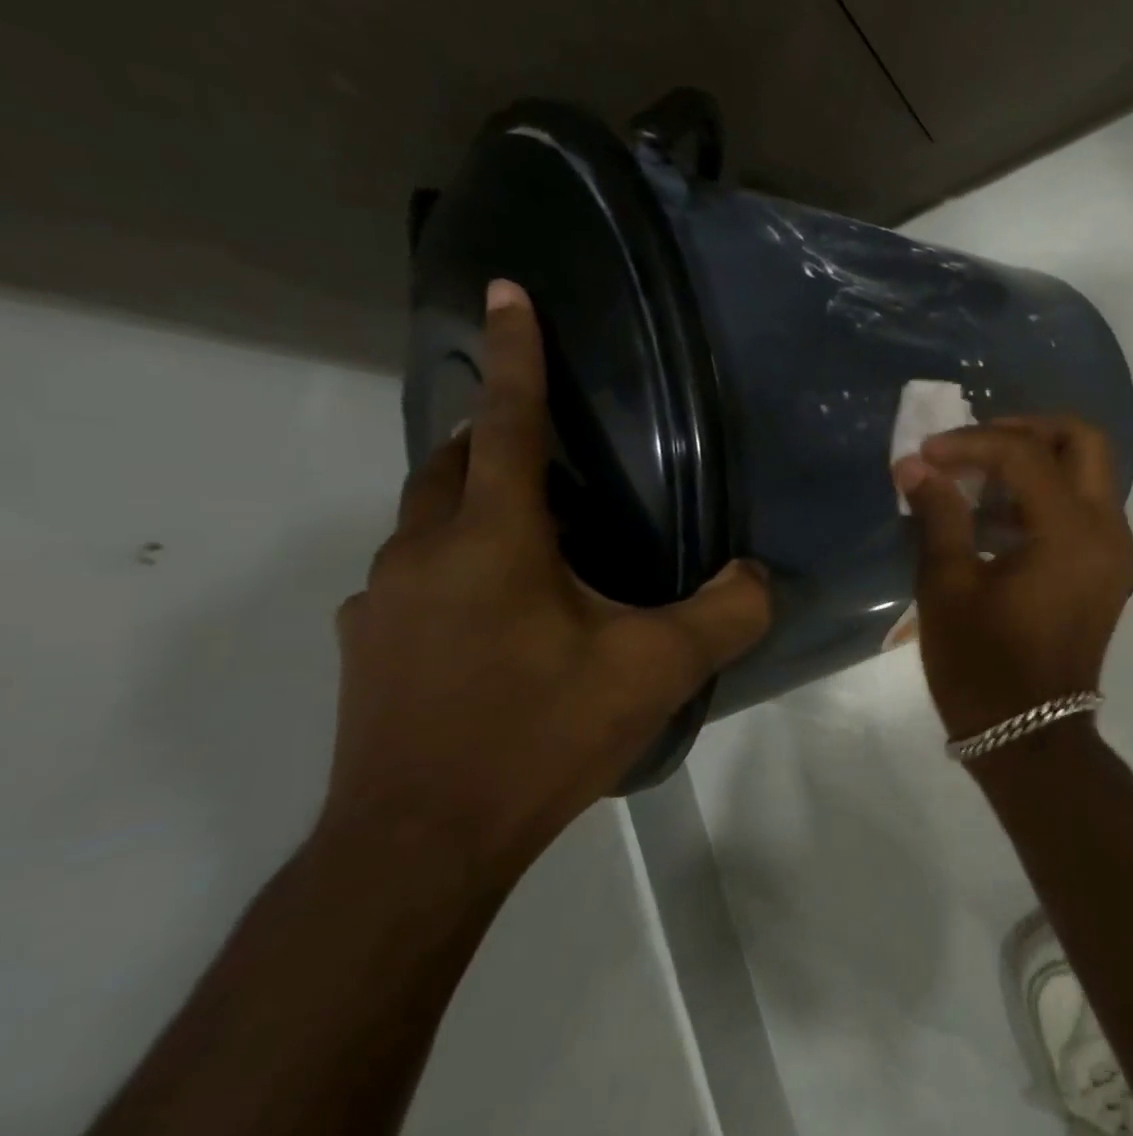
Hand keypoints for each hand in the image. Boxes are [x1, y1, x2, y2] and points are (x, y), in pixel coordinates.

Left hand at [326, 279, 770, 882]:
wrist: (421, 844)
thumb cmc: (541, 735)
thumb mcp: (656, 672)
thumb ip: (725, 615)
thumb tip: (760, 577)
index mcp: (492, 541)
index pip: (505, 425)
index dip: (514, 356)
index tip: (506, 291)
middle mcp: (422, 554)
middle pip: (452, 464)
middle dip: (493, 436)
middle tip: (552, 451)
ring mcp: (381, 603)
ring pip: (430, 523)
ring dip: (479, 509)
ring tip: (540, 541)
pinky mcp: (369, 648)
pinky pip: (417, 578)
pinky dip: (459, 567)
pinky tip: (501, 620)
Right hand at [894, 415, 1132, 742]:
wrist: (1031, 737)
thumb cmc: (983, 666)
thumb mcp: (948, 587)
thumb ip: (938, 514)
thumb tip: (915, 465)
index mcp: (1071, 532)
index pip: (1025, 454)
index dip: (971, 443)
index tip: (928, 454)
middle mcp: (1108, 531)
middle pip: (1083, 442)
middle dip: (1027, 430)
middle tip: (975, 446)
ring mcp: (1115, 553)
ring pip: (1089, 474)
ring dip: (1036, 463)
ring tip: (977, 483)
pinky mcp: (1108, 572)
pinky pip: (1085, 510)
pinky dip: (1046, 497)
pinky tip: (997, 521)